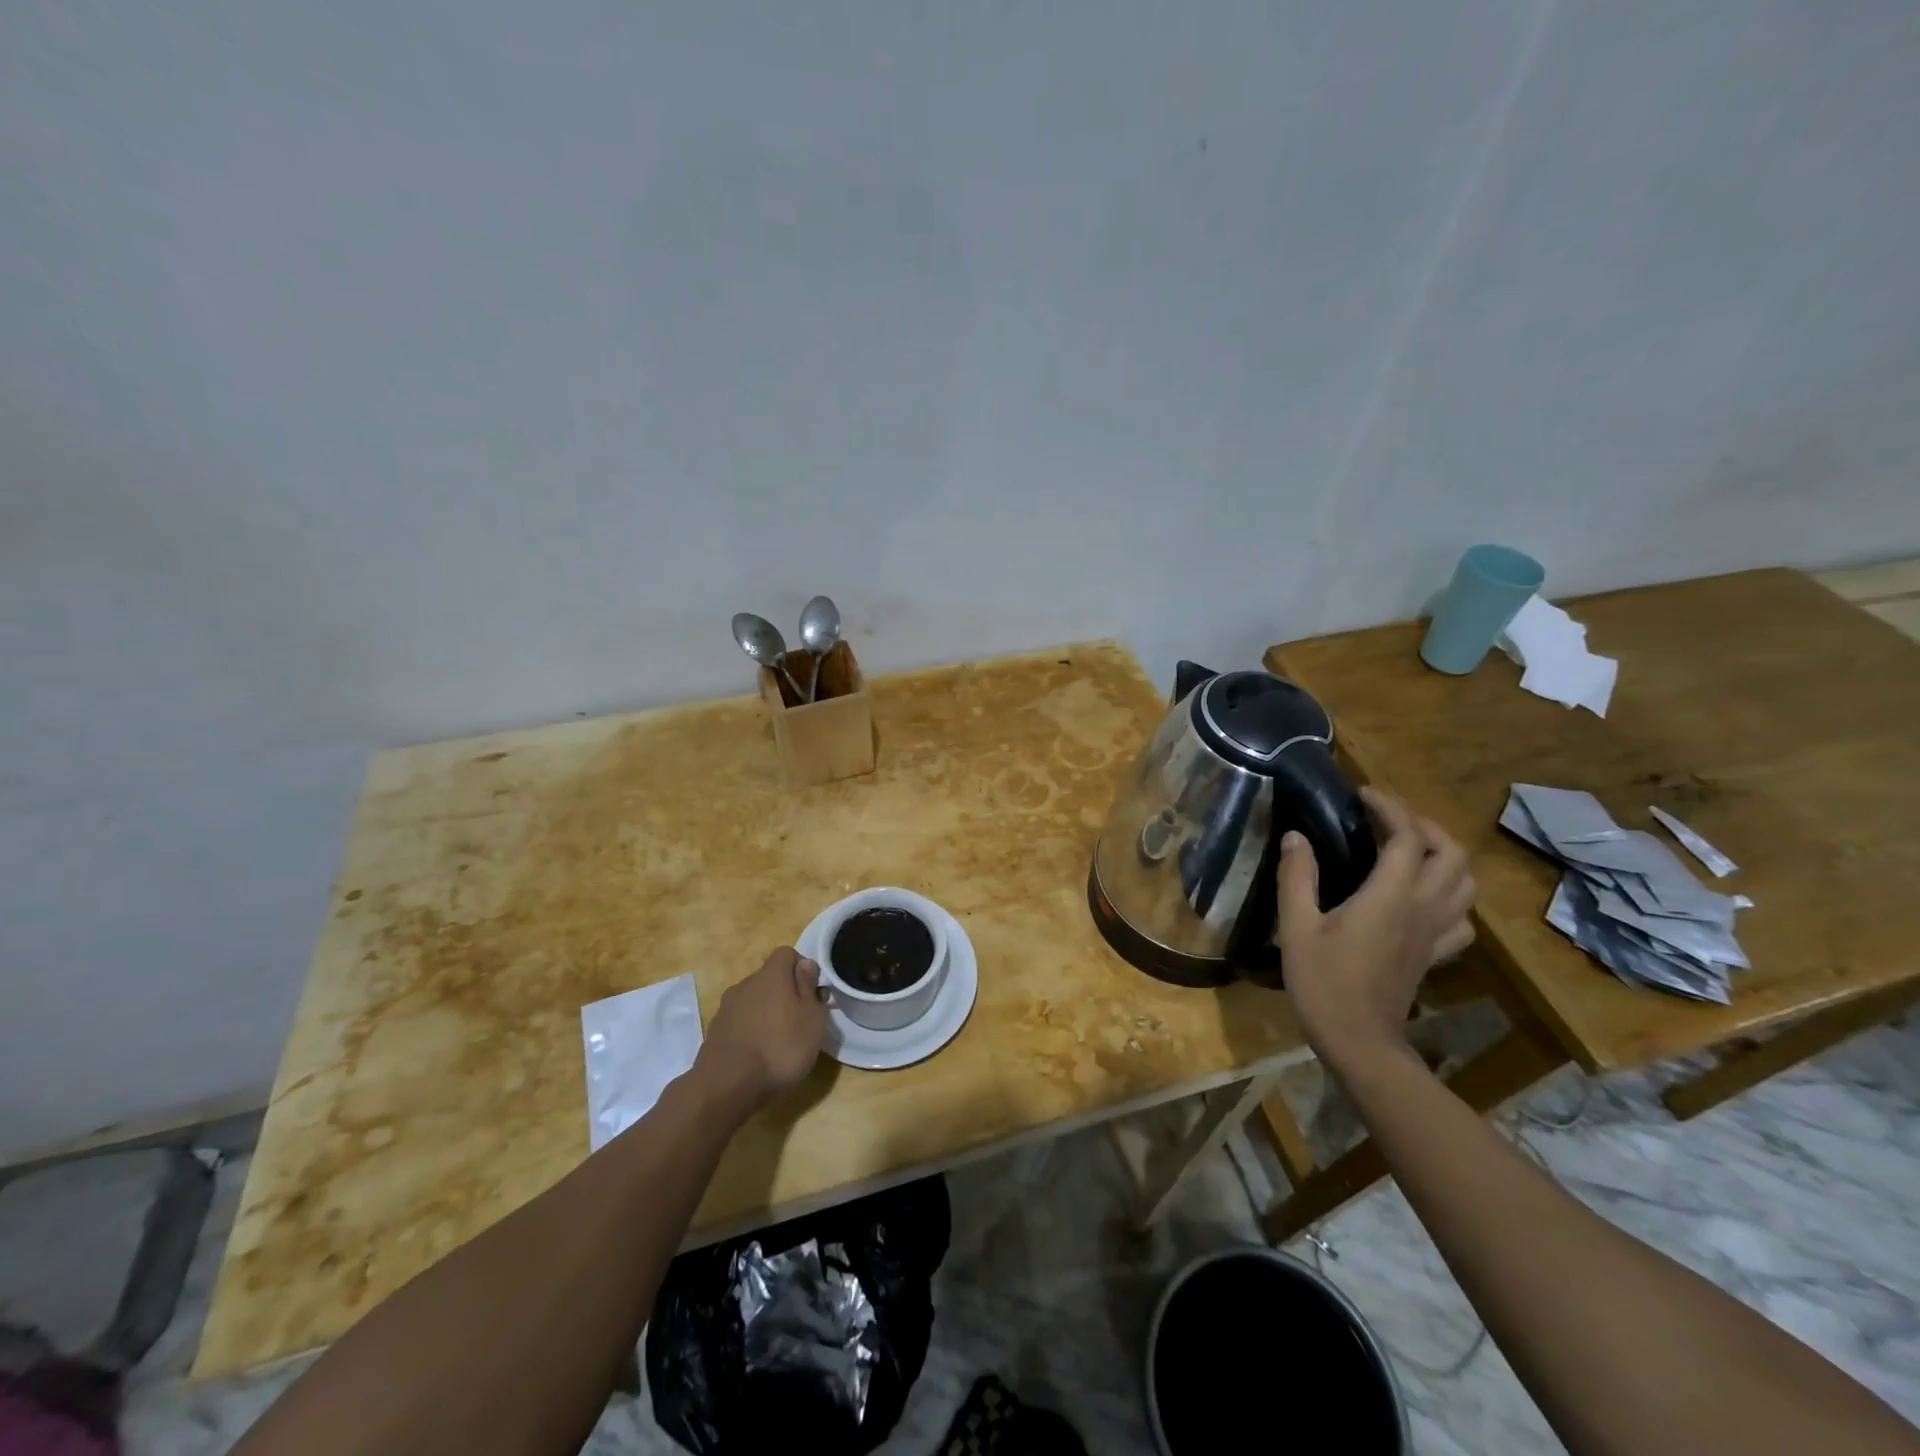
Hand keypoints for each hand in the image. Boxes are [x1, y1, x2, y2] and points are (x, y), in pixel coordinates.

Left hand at [695, 947, 828, 1113]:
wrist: (727, 1086)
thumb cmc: (781, 1047)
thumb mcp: (812, 1018)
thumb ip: (809, 987)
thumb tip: (805, 964)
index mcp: (771, 974)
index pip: (787, 954)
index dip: (802, 968)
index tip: (813, 993)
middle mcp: (746, 984)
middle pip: (769, 978)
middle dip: (785, 993)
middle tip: (800, 1020)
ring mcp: (726, 1008)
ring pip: (753, 1001)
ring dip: (766, 1013)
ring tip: (779, 1042)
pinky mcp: (715, 1032)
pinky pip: (739, 1022)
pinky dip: (750, 1031)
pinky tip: (758, 1055)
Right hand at [1276, 788, 1475, 1073]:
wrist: (1359, 1041)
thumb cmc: (1323, 981)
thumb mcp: (1297, 926)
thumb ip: (1297, 876)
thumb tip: (1295, 837)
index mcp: (1390, 896)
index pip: (1407, 838)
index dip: (1389, 808)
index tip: (1362, 796)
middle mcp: (1423, 908)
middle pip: (1451, 854)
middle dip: (1423, 826)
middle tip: (1388, 820)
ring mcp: (1435, 933)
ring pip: (1466, 884)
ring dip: (1444, 857)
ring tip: (1410, 850)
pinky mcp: (1434, 954)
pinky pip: (1462, 919)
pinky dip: (1451, 898)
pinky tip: (1424, 898)